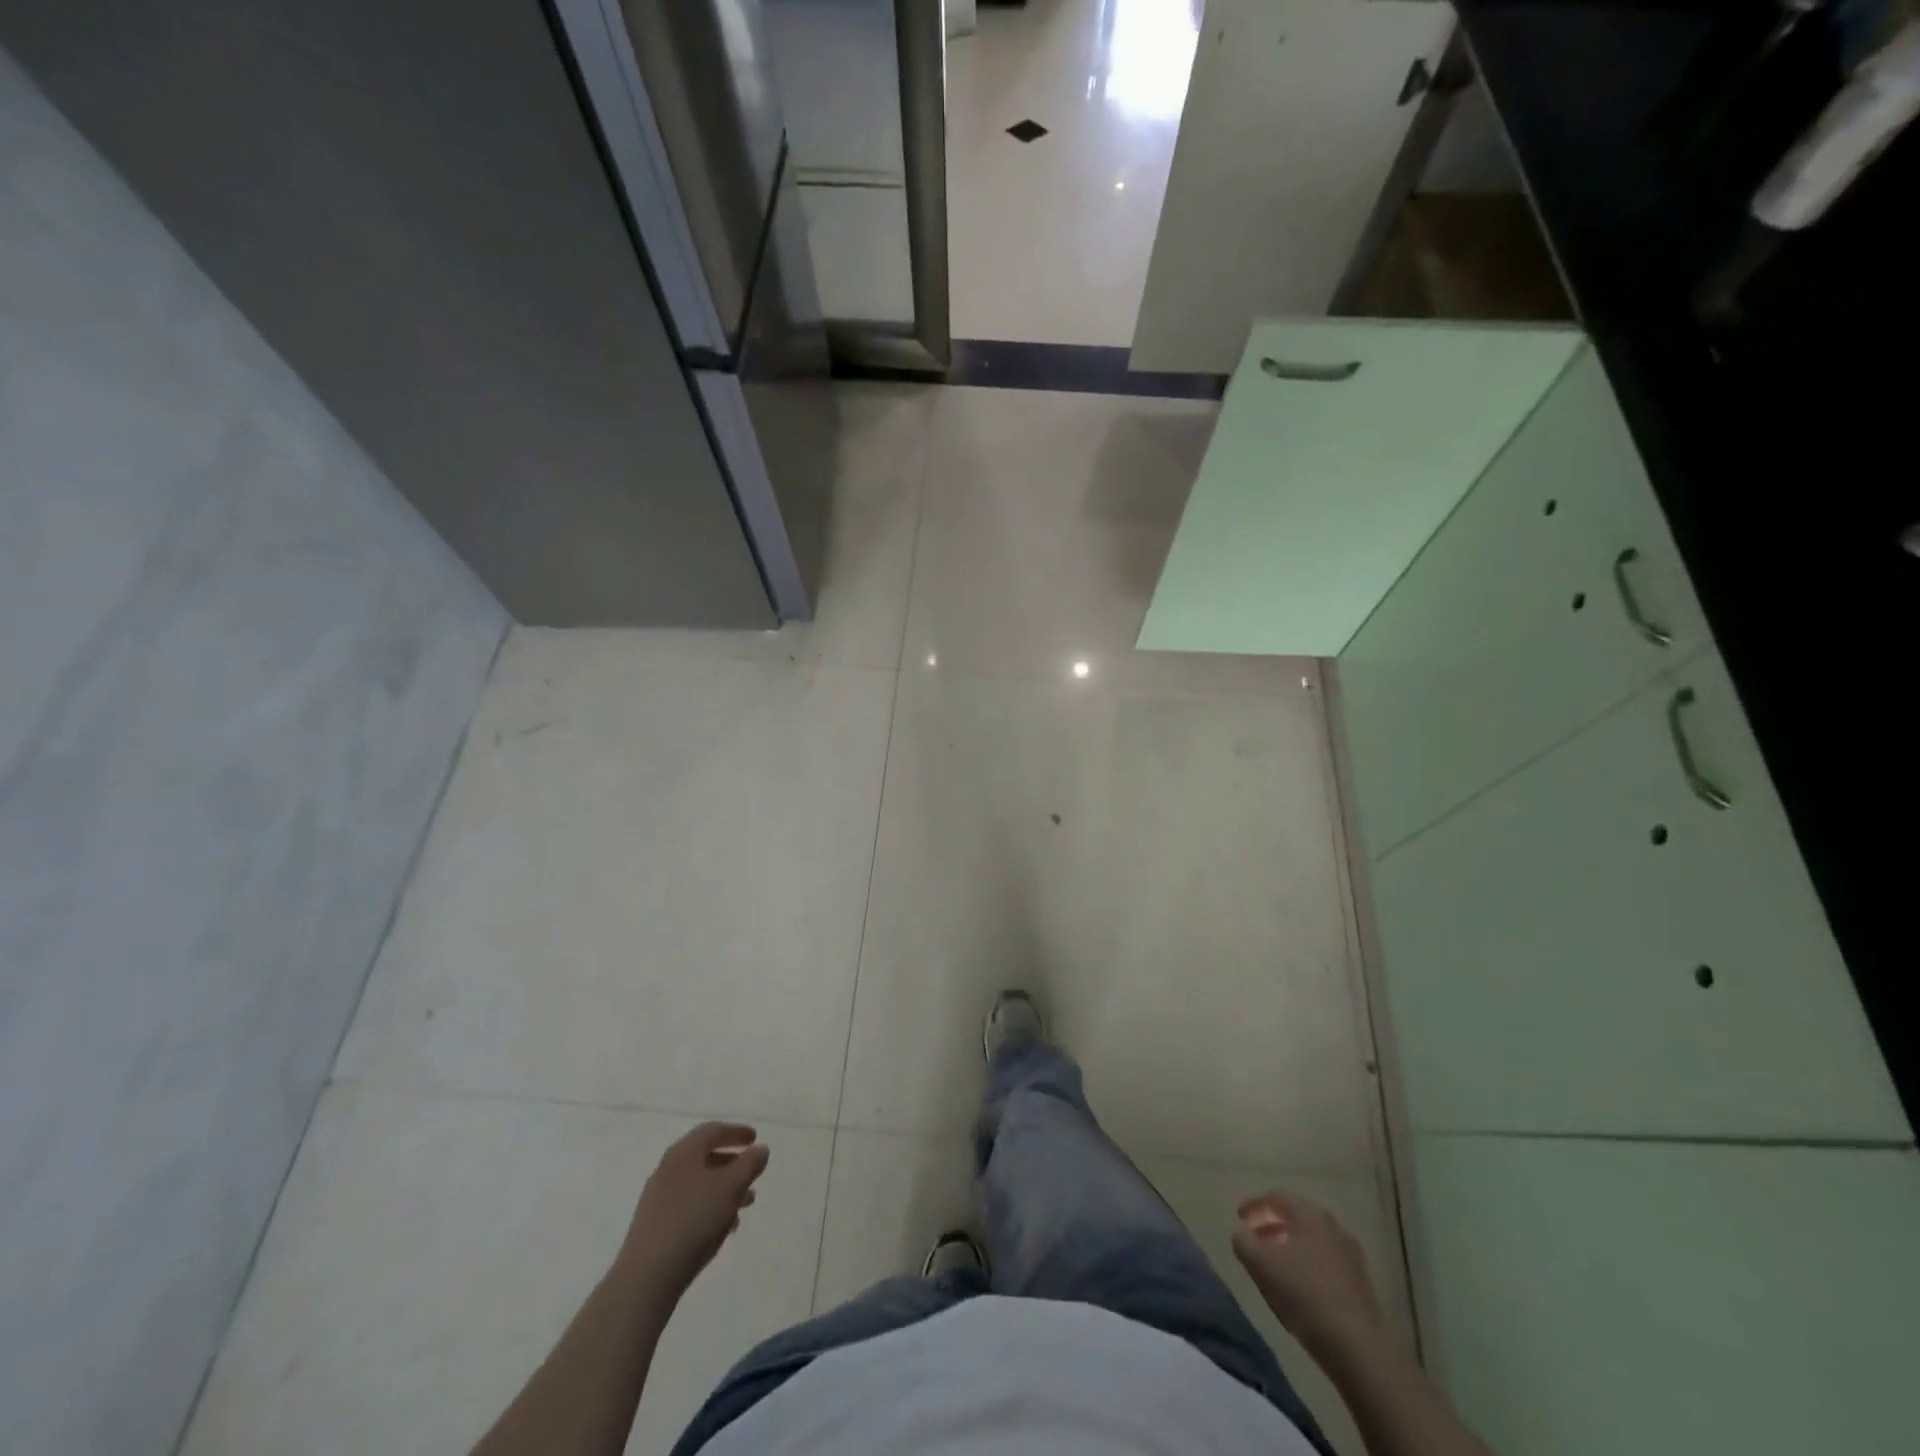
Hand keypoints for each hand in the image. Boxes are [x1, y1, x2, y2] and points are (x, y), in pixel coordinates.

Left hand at [620, 1123, 769, 1300]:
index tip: (755, 1138)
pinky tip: (724, 1227)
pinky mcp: (654, 1225)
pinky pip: (689, 1206)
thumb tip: (759, 1149)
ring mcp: (658, 1198)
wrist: (647, 1276)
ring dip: (723, 1188)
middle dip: (732, 1163)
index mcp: (684, 1152)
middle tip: (752, 1172)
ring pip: (698, 1184)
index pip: (713, 1130)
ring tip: (746, 1204)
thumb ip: (750, 1163)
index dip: (737, 1132)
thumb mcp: (732, 1186)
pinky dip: (709, 1207)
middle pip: (704, 1157)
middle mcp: (668, 1169)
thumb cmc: (694, 1220)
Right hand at [1233, 1190, 1385, 1357]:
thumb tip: (1242, 1235)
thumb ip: (1244, 1242)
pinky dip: (1307, 1266)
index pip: (1276, 1197)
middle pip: (1296, 1218)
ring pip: (1311, 1242)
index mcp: (1310, 1214)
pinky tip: (1298, 1288)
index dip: (1254, 1205)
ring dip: (1289, 1248)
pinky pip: (1325, 1263)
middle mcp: (1333, 1227)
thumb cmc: (1304, 1294)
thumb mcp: (1260, 1264)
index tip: (1239, 1218)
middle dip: (1272, 1226)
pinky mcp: (1360, 1285)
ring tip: (1274, 1267)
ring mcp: (1351, 1256)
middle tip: (1255, 1240)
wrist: (1359, 1348)